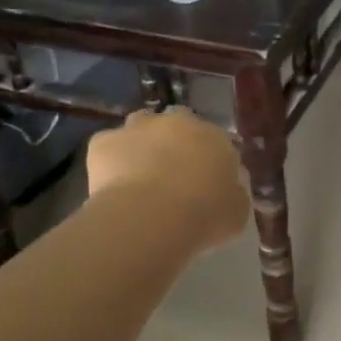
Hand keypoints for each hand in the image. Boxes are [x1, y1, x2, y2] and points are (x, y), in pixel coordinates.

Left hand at [87, 108, 248, 254]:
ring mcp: (138, 128)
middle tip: (172, 176)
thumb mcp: (236, 212)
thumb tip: (228, 189)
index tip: (205, 183)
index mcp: (215, 138)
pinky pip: (109, 146)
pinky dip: (111, 160)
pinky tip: (113, 186)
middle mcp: (178, 123)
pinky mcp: (104, 141)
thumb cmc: (204, 216)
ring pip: (141, 126)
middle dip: (176, 144)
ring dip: (142, 143)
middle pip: (178, 125)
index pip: (216, 142)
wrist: (151, 217)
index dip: (209, 161)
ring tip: (140, 176)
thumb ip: (233, 194)